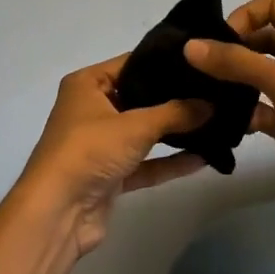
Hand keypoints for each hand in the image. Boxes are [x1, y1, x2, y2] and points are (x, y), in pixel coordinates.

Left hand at [17, 55, 209, 258]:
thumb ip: (176, 113)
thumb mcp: (135, 125)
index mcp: (86, 84)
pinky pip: (145, 163)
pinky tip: (203, 158)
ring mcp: (100, 143)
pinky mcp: (110, 175)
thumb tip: (212, 104)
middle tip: (214, 92)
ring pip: (144, 132)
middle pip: (138, 98)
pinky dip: (169, 161)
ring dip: (174, 132)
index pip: (130, 63)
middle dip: (174, 99)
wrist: (58, 212)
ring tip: (215, 122)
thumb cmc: (90, 150)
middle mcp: (91, 109)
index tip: (199, 61)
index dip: (162, 62)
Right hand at [184, 0, 274, 254]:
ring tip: (200, 91)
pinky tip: (220, 121)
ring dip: (232, 81)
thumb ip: (234, 62)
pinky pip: (257, 107)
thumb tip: (189, 46)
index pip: (272, 5)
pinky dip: (240, 111)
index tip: (220, 41)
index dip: (245, 16)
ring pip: (256, 74)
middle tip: (198, 66)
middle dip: (231, 48)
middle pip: (260, 39)